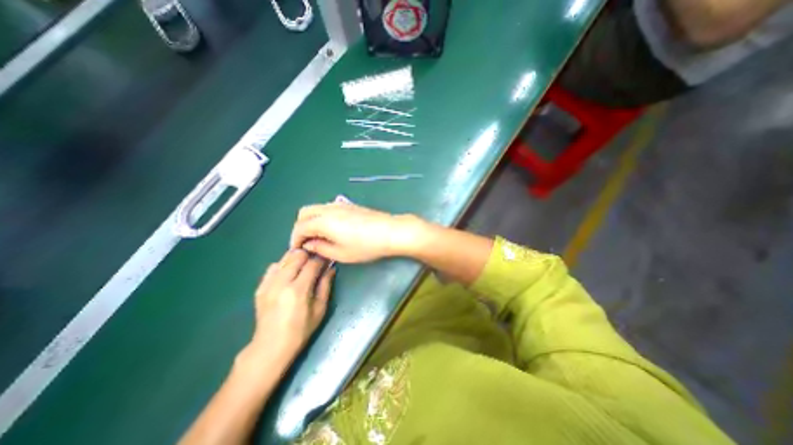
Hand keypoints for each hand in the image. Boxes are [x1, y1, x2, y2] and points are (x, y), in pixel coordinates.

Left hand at [247, 248, 334, 363]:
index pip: (312, 264)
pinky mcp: (260, 288)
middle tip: (315, 261)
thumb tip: (331, 268)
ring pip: (284, 259)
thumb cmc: (301, 330)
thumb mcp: (320, 309)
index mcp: (298, 290)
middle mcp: (282, 283)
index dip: (321, 259)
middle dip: (309, 255)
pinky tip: (288, 273)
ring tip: (303, 264)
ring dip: (296, 258)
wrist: (271, 346)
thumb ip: (325, 286)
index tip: (327, 259)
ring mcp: (268, 285)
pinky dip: (283, 266)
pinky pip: (272, 268)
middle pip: (297, 256)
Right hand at [290, 201, 424, 261]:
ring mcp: (340, 205)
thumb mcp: (341, 253)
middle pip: (304, 213)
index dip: (295, 239)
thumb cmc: (366, 246)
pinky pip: (328, 208)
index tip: (298, 250)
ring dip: (312, 221)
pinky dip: (322, 217)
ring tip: (319, 237)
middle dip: (301, 227)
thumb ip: (321, 248)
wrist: (390, 231)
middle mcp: (329, 209)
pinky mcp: (349, 205)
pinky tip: (332, 229)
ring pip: (316, 208)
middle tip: (307, 242)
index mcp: (323, 221)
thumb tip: (309, 244)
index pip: (300, 227)